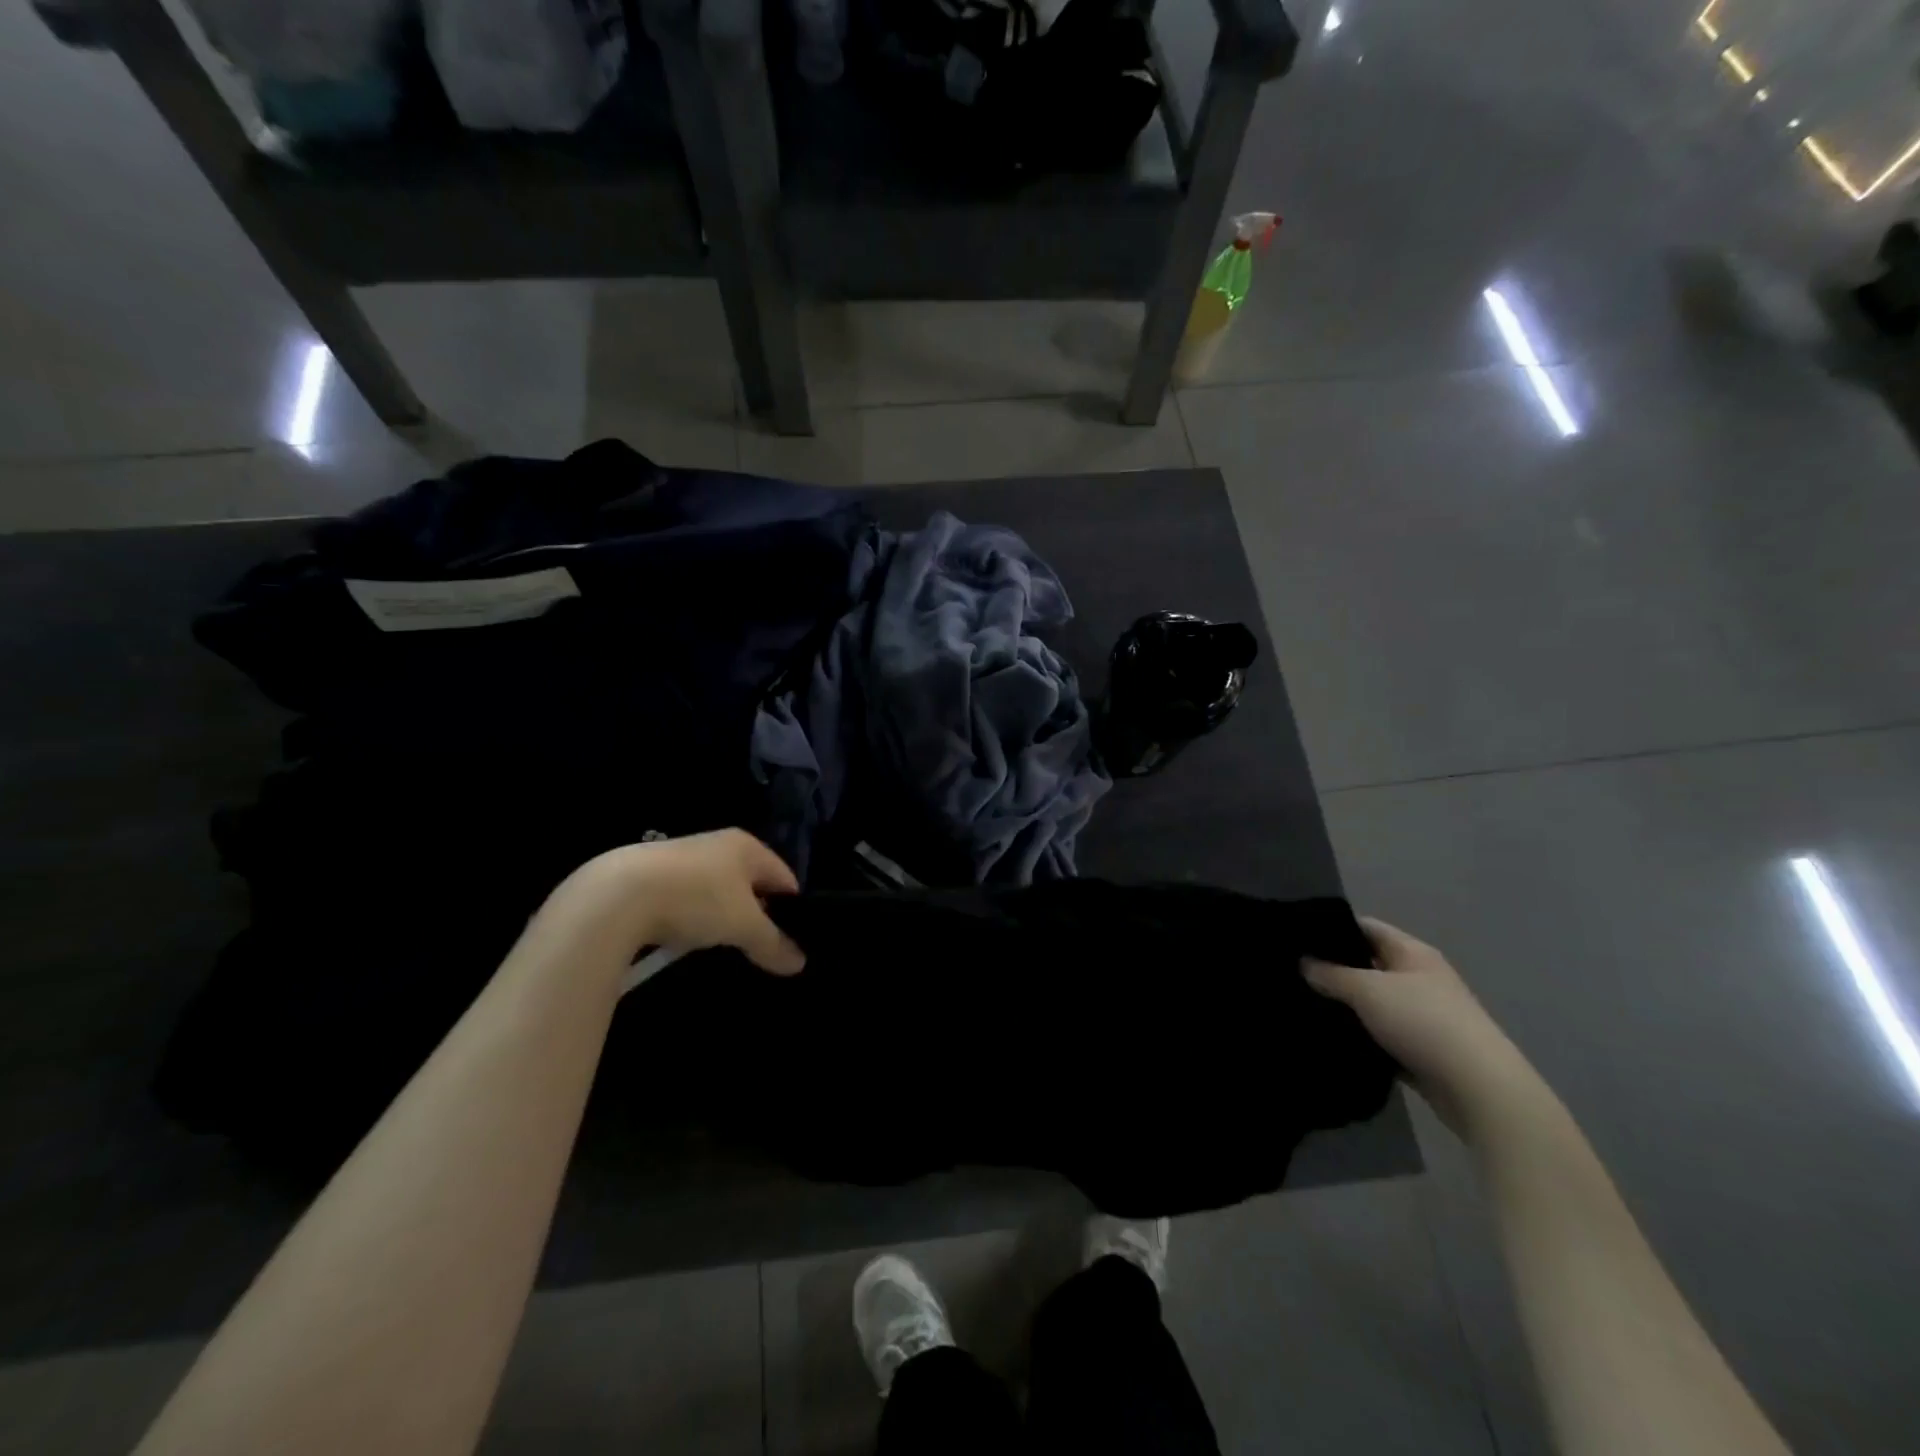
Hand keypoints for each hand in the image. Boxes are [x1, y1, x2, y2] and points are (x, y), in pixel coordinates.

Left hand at [559, 829, 805, 975]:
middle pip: (751, 883)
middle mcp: (719, 843)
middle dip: (756, 913)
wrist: (617, 894)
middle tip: (756, 946)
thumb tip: (800, 963)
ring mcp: (684, 855)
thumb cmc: (695, 899)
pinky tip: (684, 936)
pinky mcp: (653, 872)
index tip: (790, 940)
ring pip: (718, 890)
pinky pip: (688, 896)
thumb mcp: (743, 926)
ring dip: (722, 915)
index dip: (792, 909)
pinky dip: (692, 916)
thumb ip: (773, 943)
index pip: (785, 877)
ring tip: (720, 945)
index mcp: (748, 846)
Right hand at [1305, 917, 1538, 1136]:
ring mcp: (1422, 1014)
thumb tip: (1303, 963)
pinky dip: (1360, 1033)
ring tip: (1304, 1004)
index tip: (1296, 937)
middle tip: (1292, 972)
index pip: (1365, 927)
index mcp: (1412, 952)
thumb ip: (1330, 974)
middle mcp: (1419, 977)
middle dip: (1334, 968)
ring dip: (1345, 1005)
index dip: (1332, 927)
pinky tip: (1331, 1036)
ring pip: (1373, 1001)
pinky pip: (1381, 1032)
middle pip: (1368, 963)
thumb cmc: (1422, 1022)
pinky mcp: (1421, 1047)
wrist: (1478, 1088)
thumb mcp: (1367, 990)